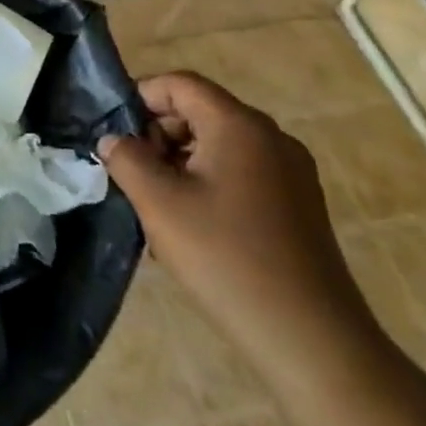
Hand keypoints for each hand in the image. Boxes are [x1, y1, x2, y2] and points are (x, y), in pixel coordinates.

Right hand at [98, 71, 388, 389]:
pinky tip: (194, 228)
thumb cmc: (227, 258)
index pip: (180, 83)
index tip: (115, 134)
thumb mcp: (159, 203)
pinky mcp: (299, 206)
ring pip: (218, 145)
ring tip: (159, 208)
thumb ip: (126, 159)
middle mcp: (271, 137)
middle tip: (134, 175)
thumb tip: (113, 140)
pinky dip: (209, 184)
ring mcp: (291, 173)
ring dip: (180, 163)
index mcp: (239, 125)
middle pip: (200, 111)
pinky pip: (241, 173)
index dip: (140, 98)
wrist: (312, 342)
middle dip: (159, 135)